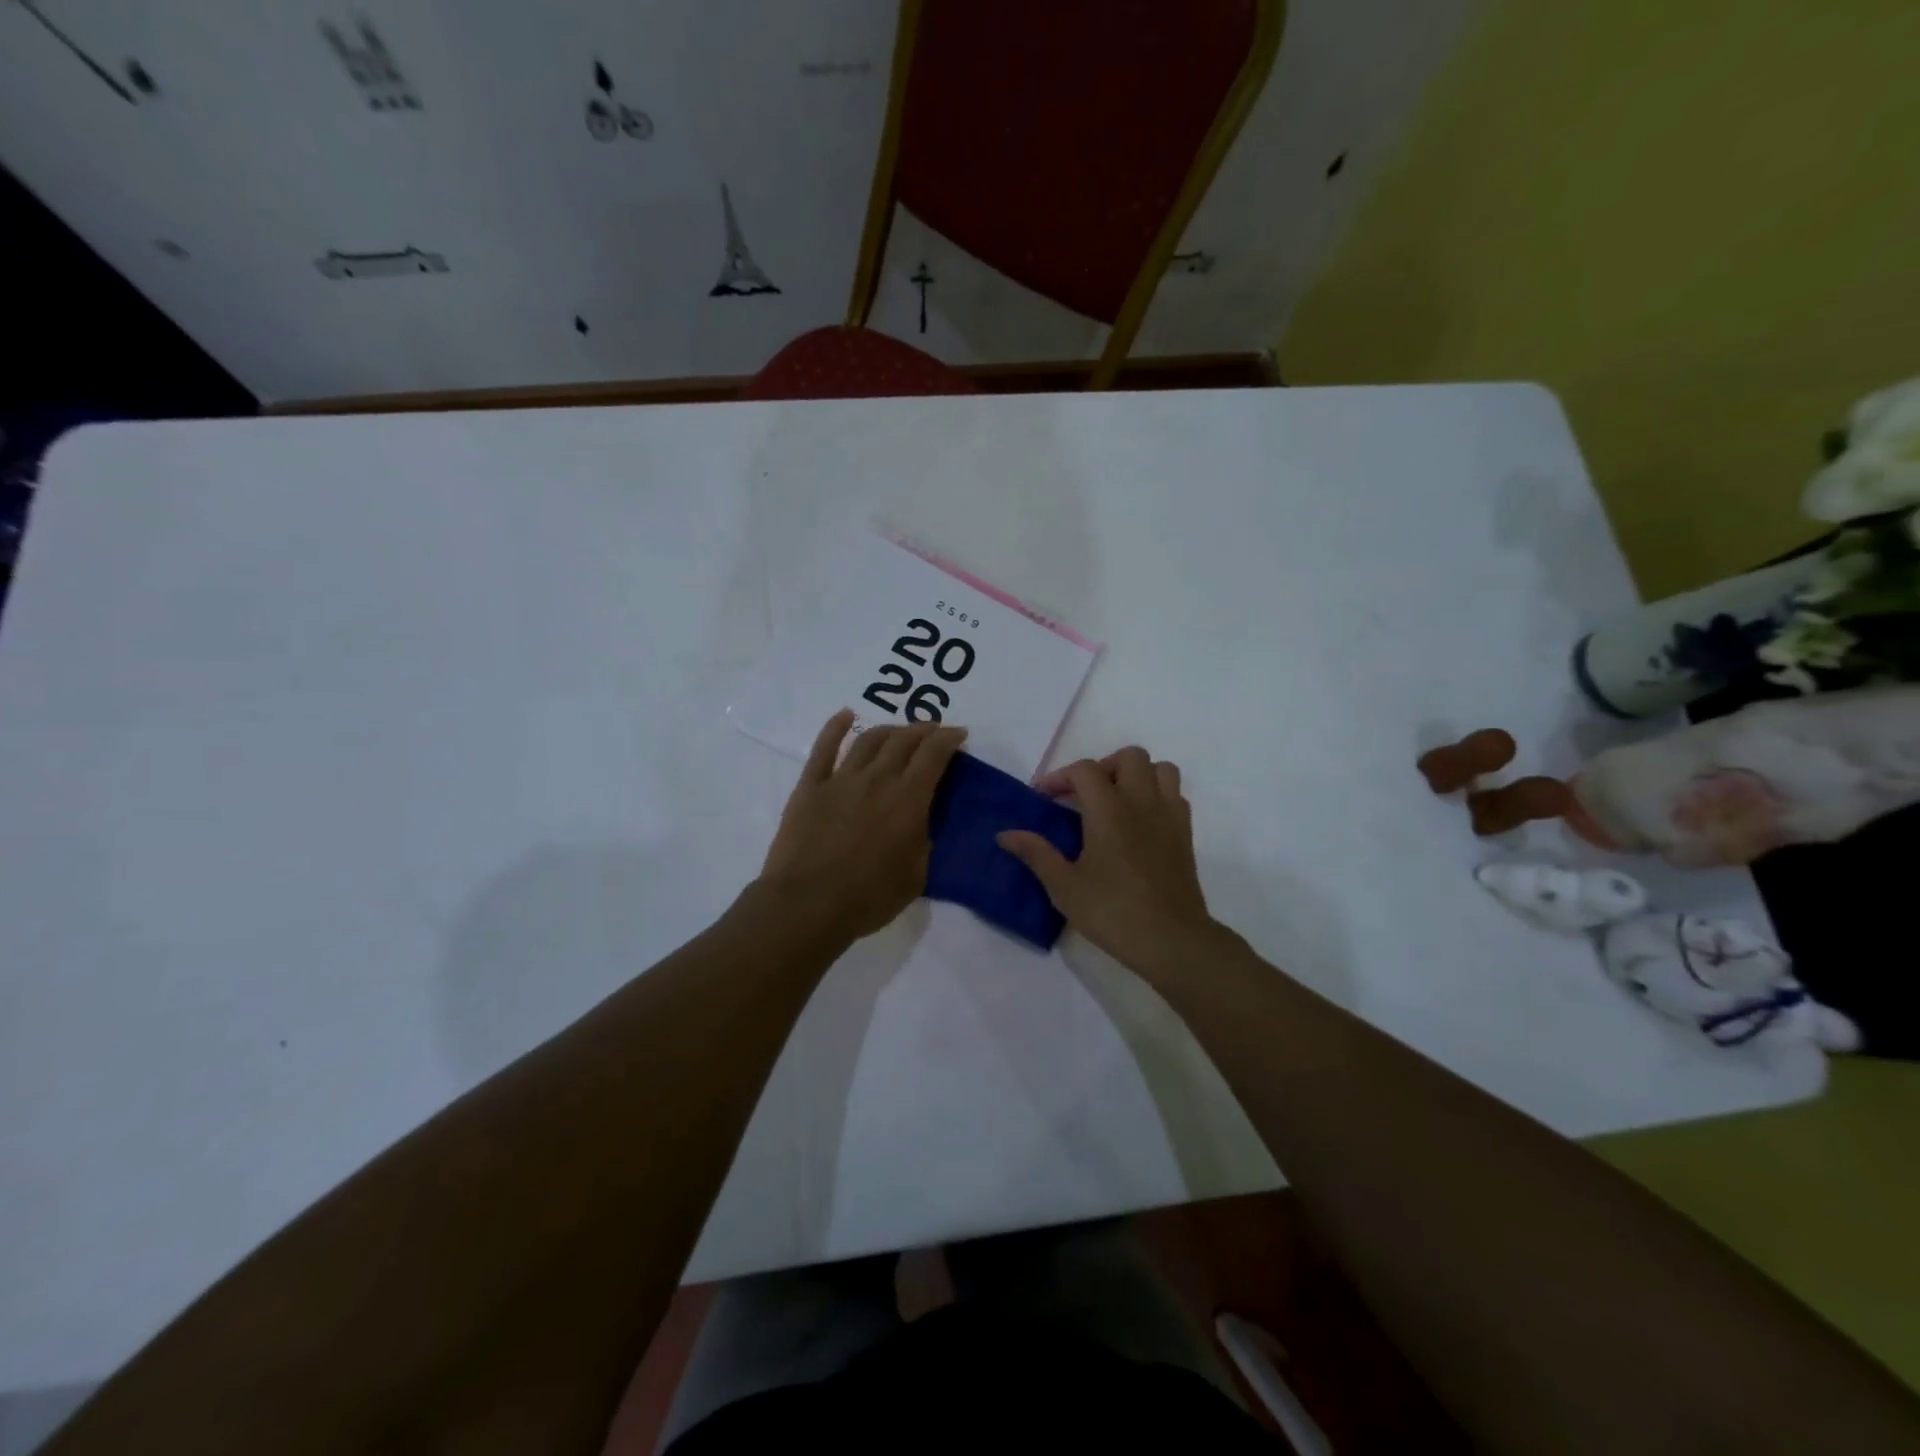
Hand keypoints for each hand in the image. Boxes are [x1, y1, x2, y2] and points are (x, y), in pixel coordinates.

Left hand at [758, 710, 966, 942]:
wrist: (807, 904)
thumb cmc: (868, 897)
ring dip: (889, 729)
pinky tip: (845, 715)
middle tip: (933, 731)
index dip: (949, 738)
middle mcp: (877, 779)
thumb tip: (922, 822)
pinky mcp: (810, 786)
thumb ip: (924, 842)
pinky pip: (824, 748)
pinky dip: (836, 727)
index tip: (958, 734)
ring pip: (869, 739)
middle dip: (923, 729)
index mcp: (908, 800)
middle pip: (903, 740)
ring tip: (899, 731)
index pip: (934, 754)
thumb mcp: (916, 875)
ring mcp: (841, 779)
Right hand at [998, 747, 1233, 974]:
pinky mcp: (1186, 834)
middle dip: (1103, 767)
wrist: (1171, 940)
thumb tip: (1005, 834)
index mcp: (1109, 809)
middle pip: (1129, 757)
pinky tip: (1140, 822)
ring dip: (1136, 775)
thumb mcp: (1064, 886)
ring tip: (1116, 801)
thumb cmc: (1112, 911)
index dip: (1059, 777)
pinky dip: (1157, 796)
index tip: (1043, 798)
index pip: (1084, 770)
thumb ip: (1036, 853)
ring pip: (1160, 769)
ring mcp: (1169, 816)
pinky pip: (1175, 795)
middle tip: (1084, 795)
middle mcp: (1142, 802)